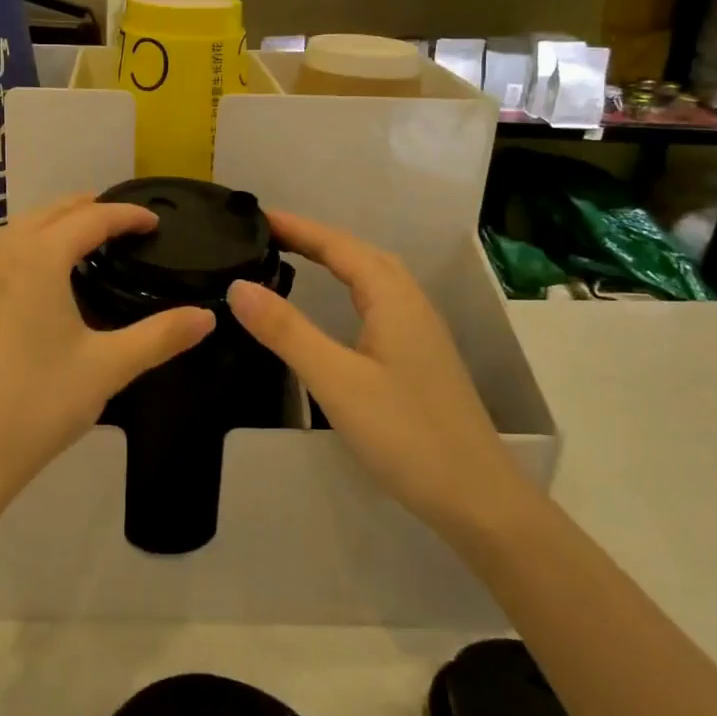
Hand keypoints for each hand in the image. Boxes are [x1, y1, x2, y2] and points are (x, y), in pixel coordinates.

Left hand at [0, 193, 215, 520]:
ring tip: (83, 239)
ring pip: (18, 229)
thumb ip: (161, 336)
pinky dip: (25, 245)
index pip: (90, 218)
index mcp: (38, 257)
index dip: (126, 215)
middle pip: (49, 213)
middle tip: (123, 221)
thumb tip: (208, 317)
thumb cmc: (37, 404)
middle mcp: (0, 252)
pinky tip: (38, 275)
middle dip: (88, 209)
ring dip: (53, 224)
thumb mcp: (107, 368)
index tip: (154, 221)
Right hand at [226, 210, 528, 535]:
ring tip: (296, 258)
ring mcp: (421, 332)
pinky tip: (339, 308)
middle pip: (360, 254)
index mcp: (394, 299)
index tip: (257, 217)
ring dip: (336, 259)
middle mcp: (411, 304)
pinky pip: (380, 301)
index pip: (339, 246)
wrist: (478, 498)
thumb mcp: (336, 381)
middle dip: (315, 238)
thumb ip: (287, 331)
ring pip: (374, 277)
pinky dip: (350, 287)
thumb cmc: (405, 434)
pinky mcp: (421, 357)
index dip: (298, 228)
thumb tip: (238, 286)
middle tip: (269, 236)